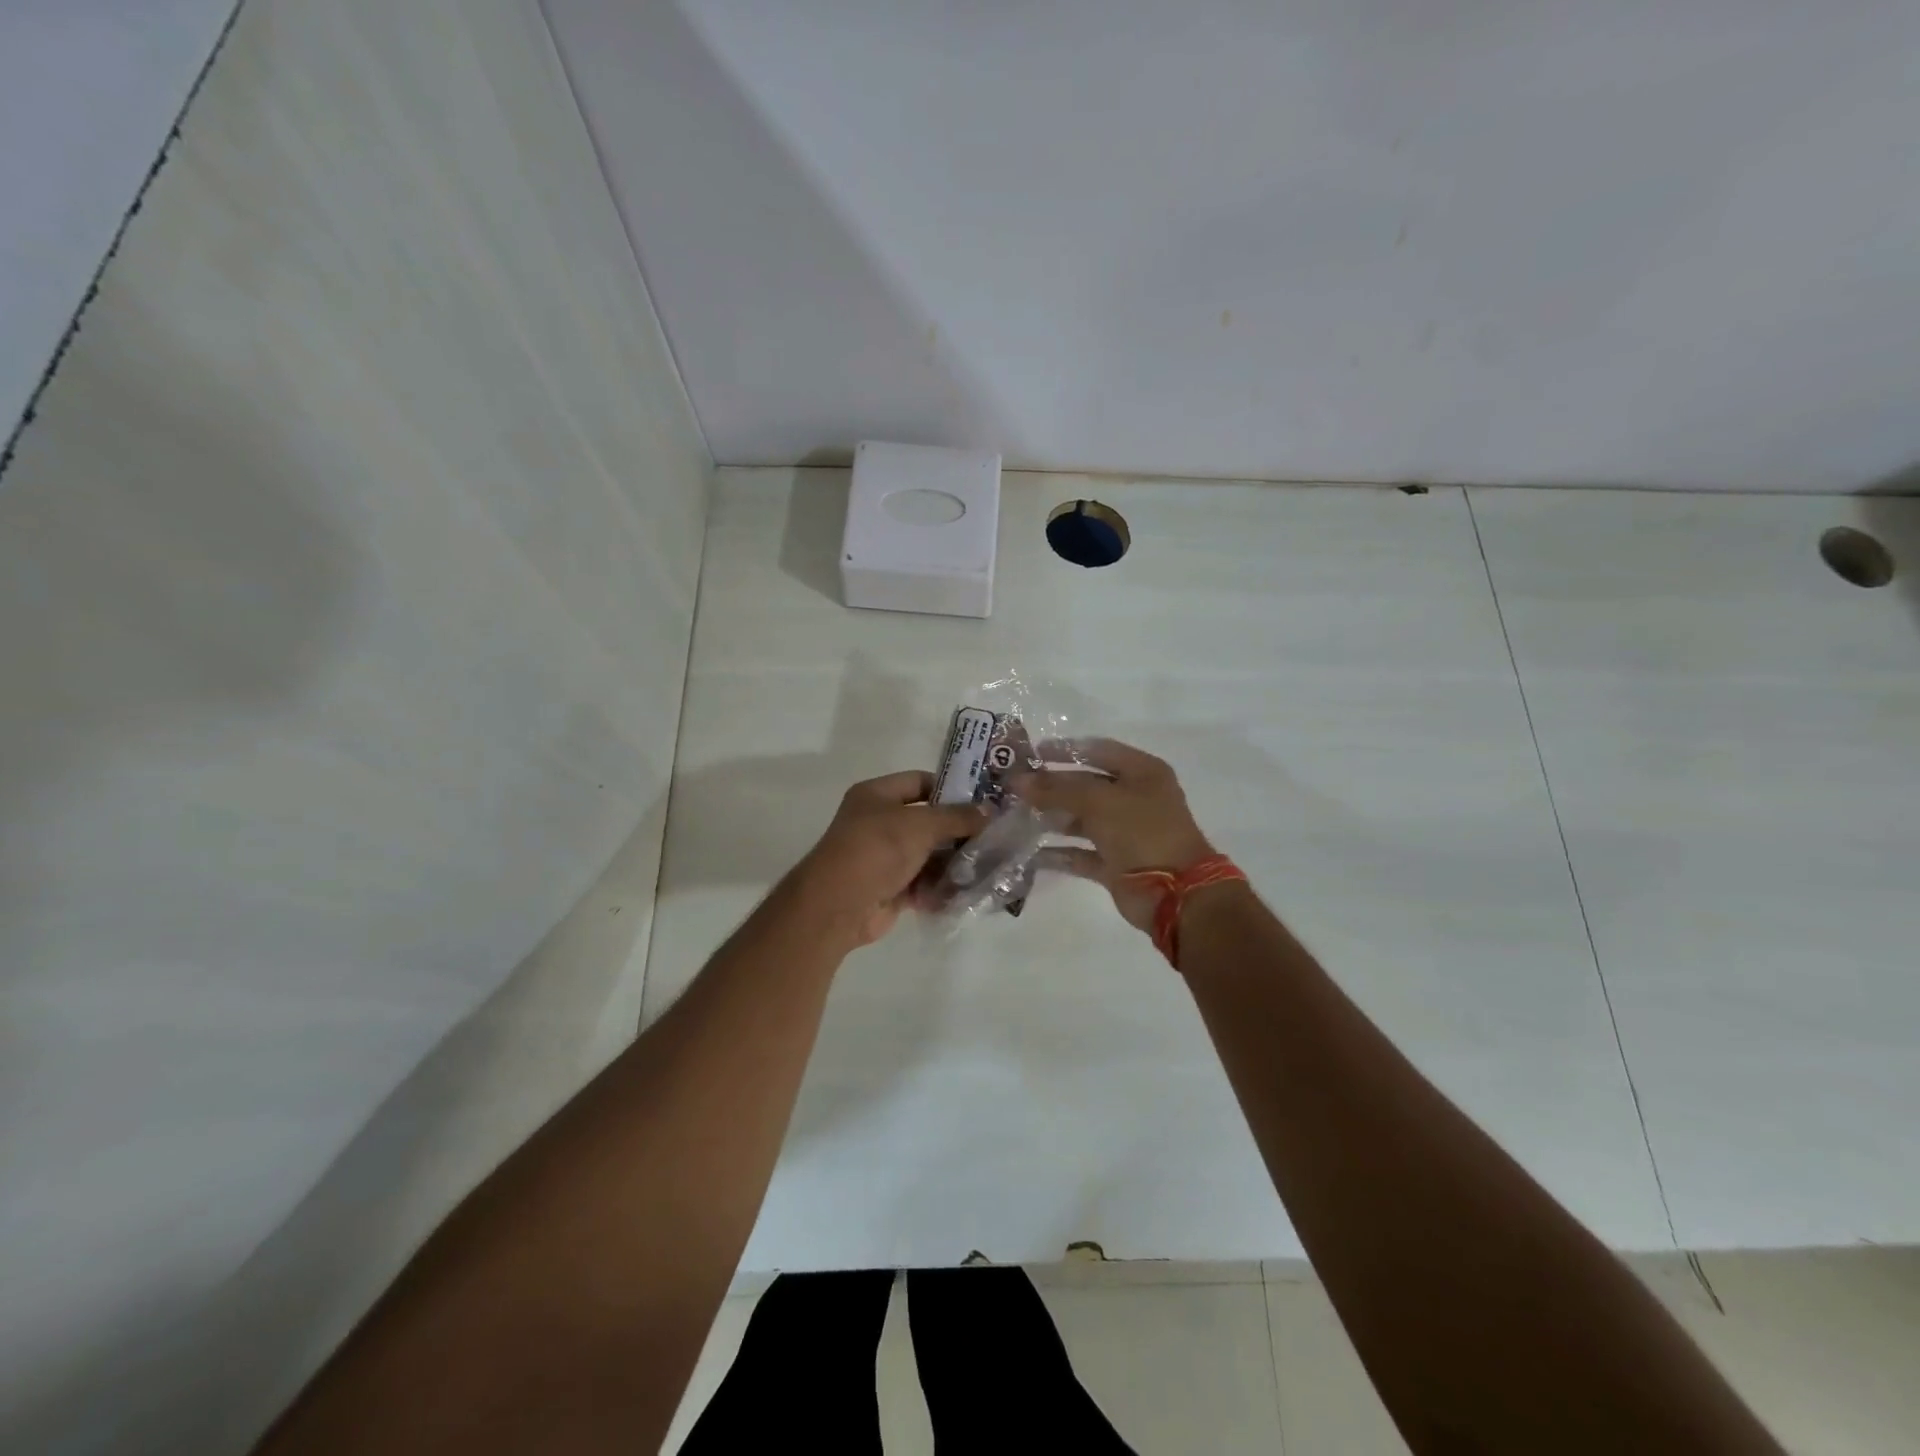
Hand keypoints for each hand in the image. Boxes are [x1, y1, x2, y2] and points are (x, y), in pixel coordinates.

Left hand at [790, 771, 986, 948]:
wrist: (838, 906)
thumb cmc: (876, 850)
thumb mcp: (920, 825)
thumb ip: (956, 817)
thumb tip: (989, 811)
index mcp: (877, 795)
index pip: (920, 781)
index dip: (951, 788)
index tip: (984, 800)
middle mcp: (879, 822)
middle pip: (928, 821)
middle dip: (959, 830)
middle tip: (995, 835)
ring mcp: (885, 857)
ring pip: (929, 854)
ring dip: (954, 861)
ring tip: (988, 865)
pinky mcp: (891, 888)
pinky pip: (924, 883)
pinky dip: (943, 887)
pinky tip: (969, 890)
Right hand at [1016, 739, 1214, 933]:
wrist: (1175, 894)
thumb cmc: (1142, 832)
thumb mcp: (1099, 802)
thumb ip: (1057, 789)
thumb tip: (1018, 781)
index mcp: (1142, 772)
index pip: (1097, 751)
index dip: (1064, 750)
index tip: (1031, 754)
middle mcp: (1134, 799)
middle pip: (1086, 786)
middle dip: (1051, 787)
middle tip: (1015, 789)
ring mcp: (1125, 833)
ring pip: (1081, 820)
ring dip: (1051, 818)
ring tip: (1016, 817)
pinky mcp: (1115, 863)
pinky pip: (1081, 853)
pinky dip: (1059, 853)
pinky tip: (1030, 852)